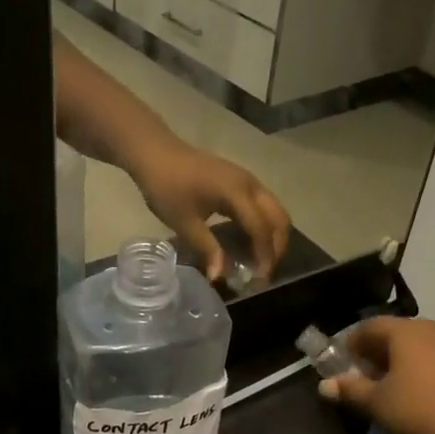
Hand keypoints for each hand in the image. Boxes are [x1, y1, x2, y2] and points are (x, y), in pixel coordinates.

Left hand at [125, 137, 289, 283]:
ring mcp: (247, 180)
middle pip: (279, 218)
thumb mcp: (184, 222)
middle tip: (264, 273)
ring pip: (274, 211)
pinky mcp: (240, 181)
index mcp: (238, 194)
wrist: (155, 153)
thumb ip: (207, 249)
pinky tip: (248, 243)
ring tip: (259, 262)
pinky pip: (263, 206)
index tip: (259, 280)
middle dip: (277, 247)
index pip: (261, 229)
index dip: (264, 256)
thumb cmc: (167, 186)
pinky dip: (263, 225)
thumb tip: (219, 277)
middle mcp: (250, 185)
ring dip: (272, 236)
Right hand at [317, 316, 434, 433]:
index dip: (350, 343)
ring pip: (418, 349)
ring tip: (388, 390)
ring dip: (399, 364)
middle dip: (375, 354)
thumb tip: (325, 385)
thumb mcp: (376, 403)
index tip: (340, 363)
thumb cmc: (419, 411)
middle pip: (395, 335)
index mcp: (405, 331)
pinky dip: (421, 373)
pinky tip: (417, 397)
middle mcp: (432, 331)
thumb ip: (350, 390)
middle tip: (361, 377)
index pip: (369, 326)